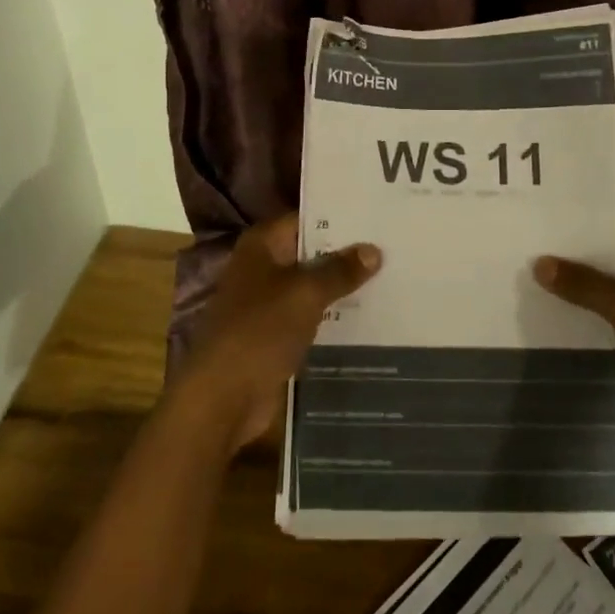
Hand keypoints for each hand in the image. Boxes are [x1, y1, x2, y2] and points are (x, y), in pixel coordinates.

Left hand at [177, 214, 382, 453]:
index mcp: (261, 246)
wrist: (223, 398)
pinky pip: (311, 316)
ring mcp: (268, 303)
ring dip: (342, 286)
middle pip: (309, 252)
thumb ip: (340, 270)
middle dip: (345, 253)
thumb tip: (374, 250)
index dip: (339, 217)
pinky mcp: (276, 335)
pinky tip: (369, 314)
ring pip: (312, 286)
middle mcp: (262, 268)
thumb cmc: (260, 331)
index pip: (305, 219)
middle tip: (391, 245)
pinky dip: (333, 315)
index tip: (375, 215)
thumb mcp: (306, 294)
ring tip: (389, 276)